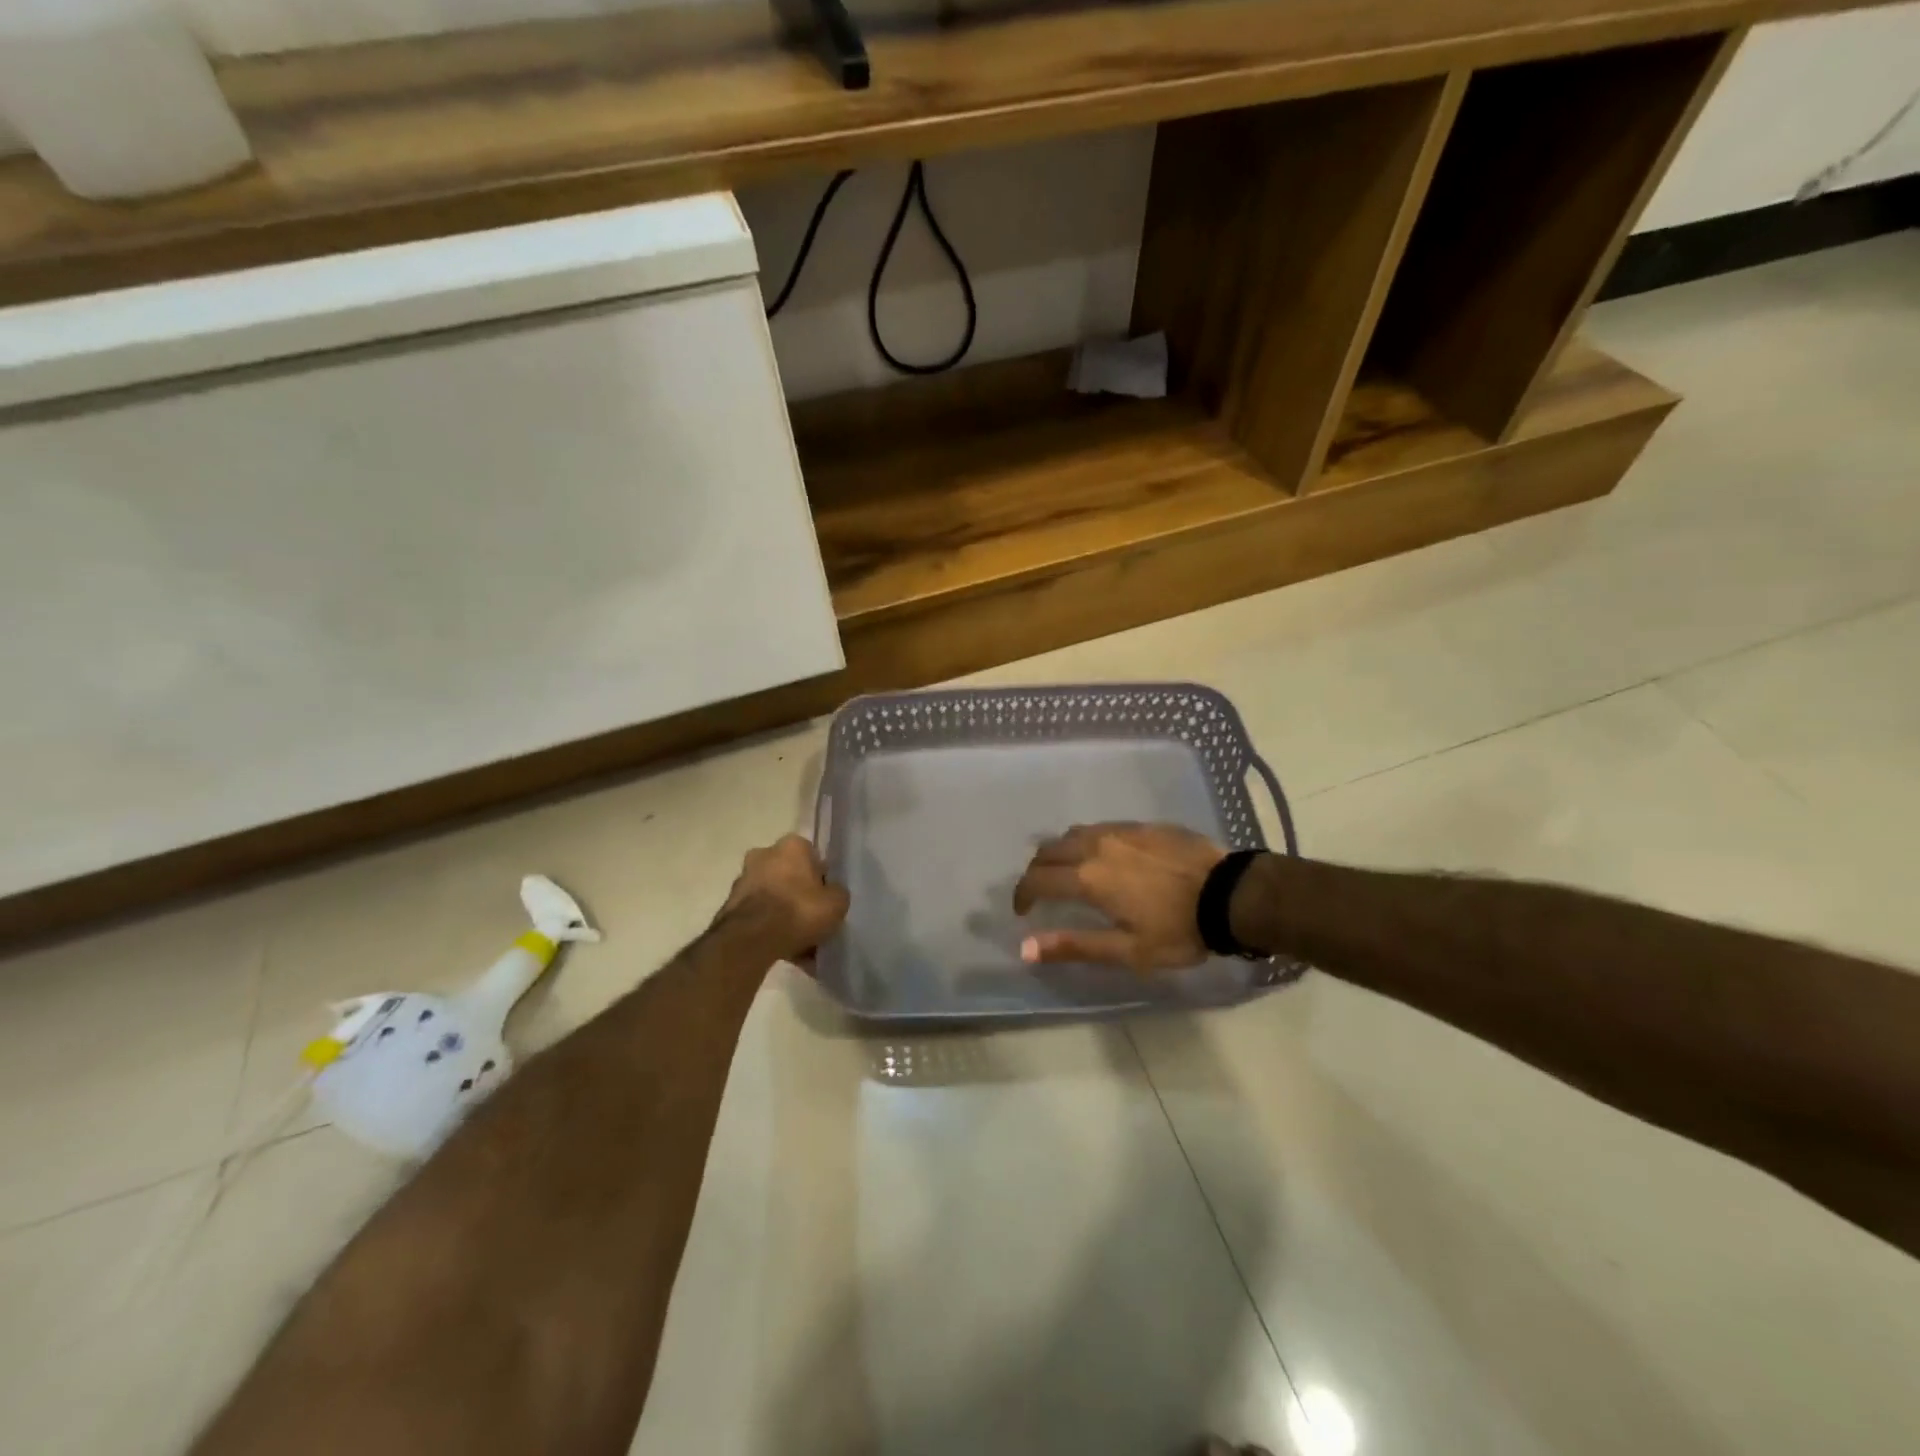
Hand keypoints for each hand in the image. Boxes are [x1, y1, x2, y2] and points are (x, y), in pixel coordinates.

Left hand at [719, 834, 848, 966]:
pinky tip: (786, 953)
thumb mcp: (837, 903)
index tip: (827, 900)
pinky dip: (771, 931)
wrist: (751, 939)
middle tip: (815, 923)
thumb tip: (832, 894)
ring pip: (774, 899)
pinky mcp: (730, 907)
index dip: (822, 880)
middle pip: (791, 878)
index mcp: (792, 845)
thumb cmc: (799, 910)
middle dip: (801, 898)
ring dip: (786, 917)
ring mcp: (744, 880)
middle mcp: (764, 855)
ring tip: (803, 947)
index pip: (813, 857)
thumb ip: (837, 893)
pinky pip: (760, 917)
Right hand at [1012, 822, 1225, 971]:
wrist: (1230, 894)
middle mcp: (1096, 846)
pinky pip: (1101, 828)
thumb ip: (1074, 946)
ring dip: (1061, 852)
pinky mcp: (1142, 825)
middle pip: (1049, 850)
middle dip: (1037, 870)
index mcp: (1087, 878)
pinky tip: (1105, 857)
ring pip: (1074, 834)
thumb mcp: (1127, 950)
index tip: (1023, 912)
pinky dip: (1088, 842)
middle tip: (1041, 892)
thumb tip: (1025, 948)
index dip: (1022, 895)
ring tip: (1069, 872)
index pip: (1037, 880)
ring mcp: (1120, 831)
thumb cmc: (1178, 929)